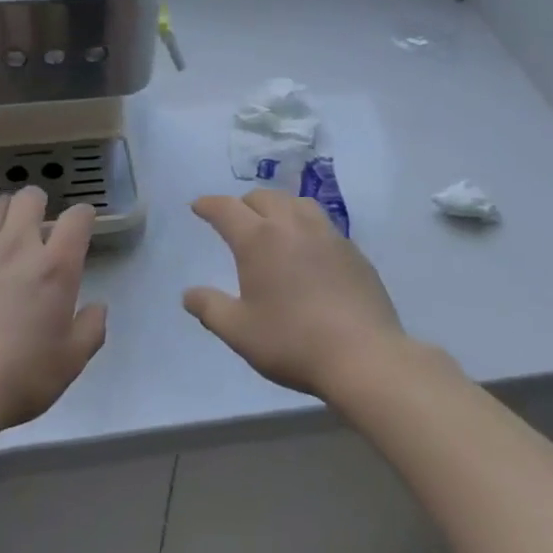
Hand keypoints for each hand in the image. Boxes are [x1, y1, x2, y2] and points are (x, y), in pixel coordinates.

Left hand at [0, 187, 106, 437]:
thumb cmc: (17, 379)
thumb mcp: (70, 363)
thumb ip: (91, 329)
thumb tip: (97, 307)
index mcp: (55, 266)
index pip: (78, 218)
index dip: (82, 217)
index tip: (80, 229)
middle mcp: (17, 245)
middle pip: (30, 198)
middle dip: (38, 206)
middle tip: (36, 229)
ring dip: (3, 216)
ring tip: (0, 237)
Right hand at [184, 190, 407, 401]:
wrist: (363, 355)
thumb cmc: (292, 341)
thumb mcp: (239, 332)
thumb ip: (210, 308)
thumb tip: (189, 294)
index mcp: (258, 239)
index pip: (226, 209)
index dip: (209, 205)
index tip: (198, 206)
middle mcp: (292, 225)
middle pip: (263, 197)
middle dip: (244, 203)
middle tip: (236, 221)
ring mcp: (327, 234)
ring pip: (297, 202)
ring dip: (278, 206)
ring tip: (273, 224)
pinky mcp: (353, 250)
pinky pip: (322, 223)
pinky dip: (306, 225)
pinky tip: (308, 249)